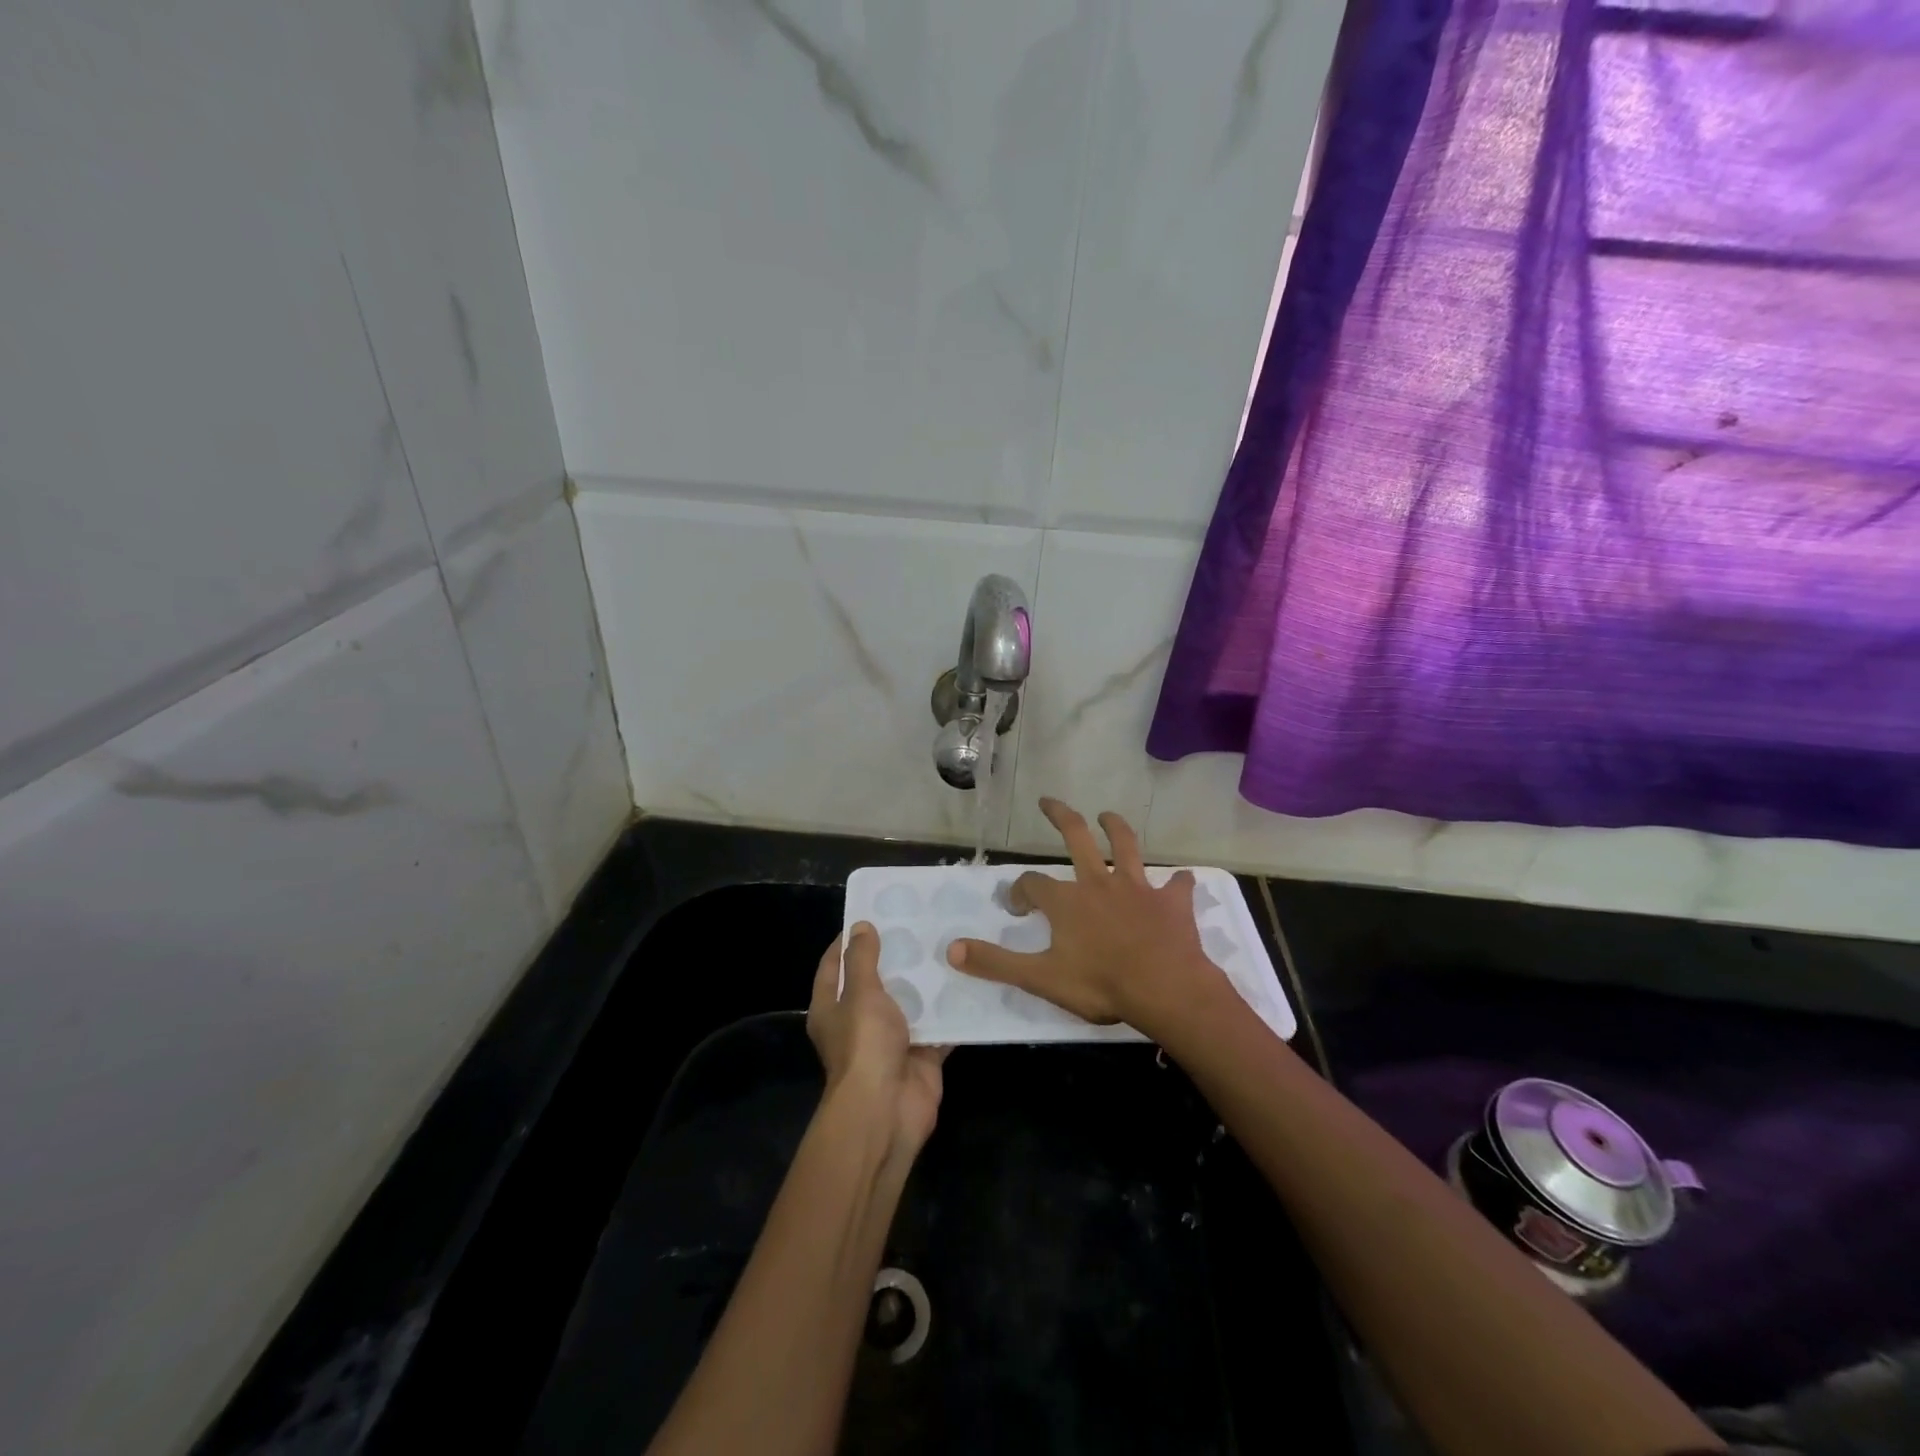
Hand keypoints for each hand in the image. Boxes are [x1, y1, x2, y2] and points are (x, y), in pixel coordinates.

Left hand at [808, 922, 948, 1160]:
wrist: (887, 1110)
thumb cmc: (864, 1045)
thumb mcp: (860, 993)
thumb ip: (863, 959)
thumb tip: (860, 926)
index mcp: (832, 1009)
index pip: (834, 966)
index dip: (848, 941)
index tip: (872, 915)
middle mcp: (859, 1024)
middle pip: (877, 983)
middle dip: (896, 957)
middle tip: (921, 924)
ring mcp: (891, 1041)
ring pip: (911, 1003)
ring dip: (927, 982)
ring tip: (949, 945)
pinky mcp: (921, 1055)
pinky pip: (939, 1027)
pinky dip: (952, 1011)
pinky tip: (971, 982)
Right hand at [946, 798, 1227, 1040]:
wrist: (1165, 990)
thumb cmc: (1100, 984)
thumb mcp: (1040, 978)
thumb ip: (996, 963)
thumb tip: (951, 950)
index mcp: (1067, 901)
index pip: (1032, 884)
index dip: (1020, 891)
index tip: (1019, 906)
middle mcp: (1099, 883)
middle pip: (1076, 838)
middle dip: (1060, 817)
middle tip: (1048, 801)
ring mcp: (1138, 889)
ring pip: (1126, 847)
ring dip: (1116, 828)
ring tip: (1108, 815)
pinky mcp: (1171, 902)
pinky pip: (1177, 885)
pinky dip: (1178, 882)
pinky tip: (1180, 881)